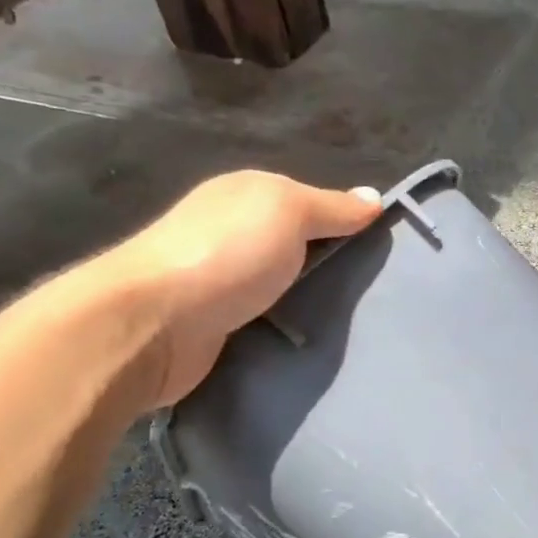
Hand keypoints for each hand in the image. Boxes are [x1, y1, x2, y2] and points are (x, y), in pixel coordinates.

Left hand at [88, 171, 379, 408]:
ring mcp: (217, 280)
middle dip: (327, 267)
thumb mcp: (288, 212)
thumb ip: (332, 207)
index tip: (382, 252)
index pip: (307, 203)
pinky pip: (260, 321)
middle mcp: (229, 232)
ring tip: (350, 323)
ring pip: (277, 286)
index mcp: (244, 195)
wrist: (155, 323)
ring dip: (304, 302)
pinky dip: (281, 329)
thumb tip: (374, 197)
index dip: (343, 223)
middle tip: (373, 293)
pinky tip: (308, 342)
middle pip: (292, 246)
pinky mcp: (212, 326)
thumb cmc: (227, 254)